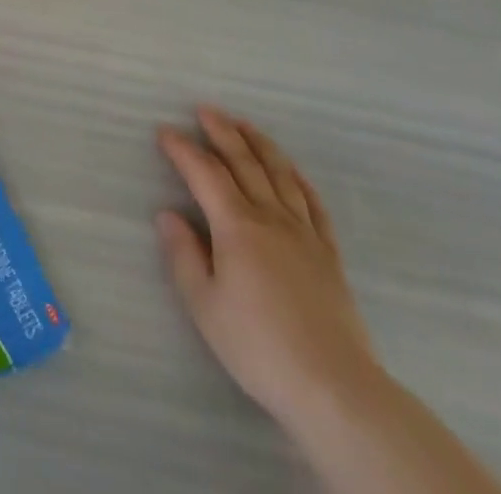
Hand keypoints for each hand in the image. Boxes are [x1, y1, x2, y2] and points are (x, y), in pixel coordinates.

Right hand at [156, 105, 379, 428]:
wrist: (336, 389)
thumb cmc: (259, 347)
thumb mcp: (205, 306)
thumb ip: (184, 256)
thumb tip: (167, 214)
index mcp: (236, 226)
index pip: (204, 173)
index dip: (182, 149)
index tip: (164, 131)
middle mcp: (270, 217)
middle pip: (244, 163)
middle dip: (222, 132)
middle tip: (205, 110)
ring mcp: (304, 233)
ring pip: (280, 174)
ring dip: (259, 144)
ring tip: (244, 124)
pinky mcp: (329, 255)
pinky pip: (314, 204)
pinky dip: (299, 180)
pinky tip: (292, 171)